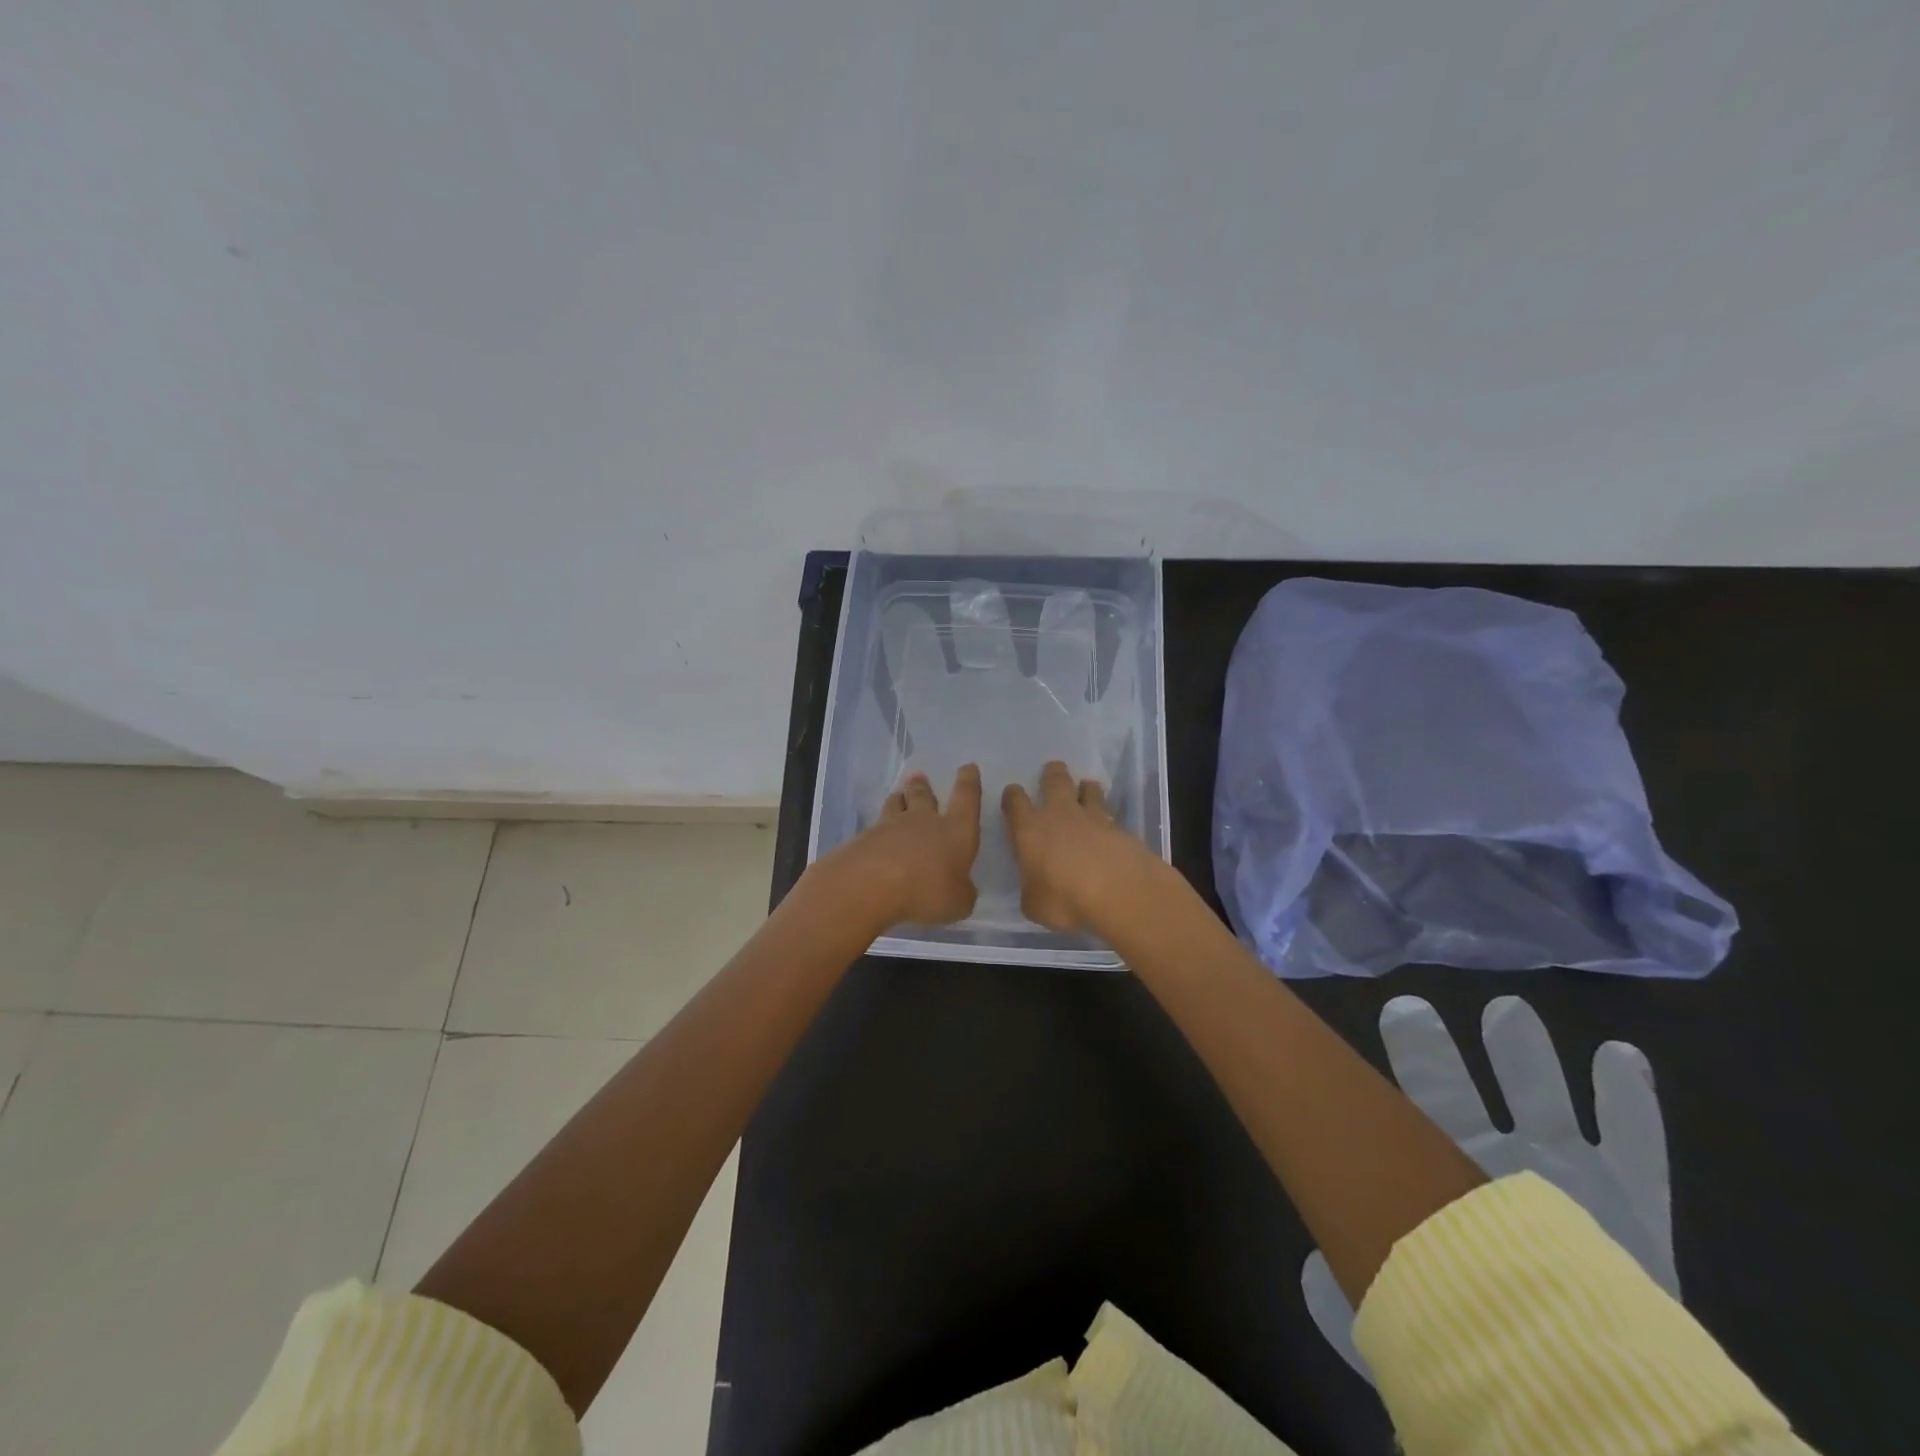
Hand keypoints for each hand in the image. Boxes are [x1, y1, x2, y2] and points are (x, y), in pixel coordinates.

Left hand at [826, 765, 982, 926]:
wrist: (871, 883)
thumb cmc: (927, 889)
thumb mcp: (958, 902)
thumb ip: (962, 893)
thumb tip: (961, 889)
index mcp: (955, 830)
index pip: (967, 798)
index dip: (969, 782)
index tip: (968, 767)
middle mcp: (924, 821)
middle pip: (924, 796)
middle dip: (923, 786)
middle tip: (919, 776)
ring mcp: (890, 826)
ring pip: (895, 805)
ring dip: (898, 799)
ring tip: (897, 795)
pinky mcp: (864, 838)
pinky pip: (875, 828)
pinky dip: (878, 829)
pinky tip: (875, 835)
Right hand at [1001, 760, 1151, 931]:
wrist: (1120, 892)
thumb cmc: (1065, 899)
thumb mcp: (1034, 905)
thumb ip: (1032, 890)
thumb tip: (1035, 887)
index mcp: (1030, 830)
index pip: (1015, 802)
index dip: (1012, 796)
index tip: (1013, 793)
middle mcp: (1060, 815)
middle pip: (1055, 781)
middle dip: (1052, 773)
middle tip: (1053, 769)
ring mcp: (1094, 818)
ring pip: (1088, 790)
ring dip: (1086, 789)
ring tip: (1086, 789)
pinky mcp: (1121, 828)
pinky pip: (1110, 815)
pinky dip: (1107, 817)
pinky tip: (1109, 827)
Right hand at [1300, 995, 1674, 1382]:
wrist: (1601, 1406)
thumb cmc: (1496, 1350)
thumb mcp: (1419, 1322)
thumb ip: (1366, 1293)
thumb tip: (1313, 1271)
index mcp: (1452, 1193)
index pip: (1412, 1114)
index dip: (1399, 1066)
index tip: (1384, 1017)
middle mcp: (1502, 1171)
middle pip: (1455, 1096)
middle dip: (1432, 1053)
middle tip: (1408, 1008)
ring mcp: (1572, 1178)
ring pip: (1541, 1102)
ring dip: (1525, 1057)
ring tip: (1507, 1011)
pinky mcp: (1632, 1200)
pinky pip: (1637, 1143)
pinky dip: (1628, 1100)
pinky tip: (1620, 1055)